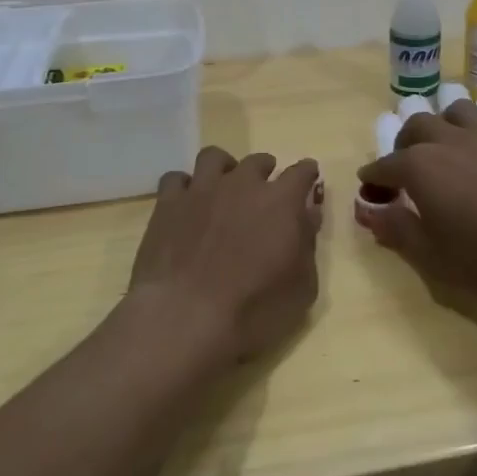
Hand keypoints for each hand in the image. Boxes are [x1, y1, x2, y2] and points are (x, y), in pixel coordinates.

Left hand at [128, 147, 322, 364]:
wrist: (185, 317)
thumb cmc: (253, 309)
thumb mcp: (301, 287)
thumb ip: (308, 244)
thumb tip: (309, 214)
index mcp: (281, 201)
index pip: (301, 172)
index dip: (306, 174)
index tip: (308, 181)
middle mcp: (242, 184)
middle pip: (257, 161)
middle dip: (265, 171)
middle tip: (263, 193)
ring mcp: (202, 190)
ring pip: (214, 158)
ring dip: (223, 168)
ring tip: (223, 188)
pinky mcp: (168, 204)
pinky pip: (175, 179)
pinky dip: (184, 187)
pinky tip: (186, 205)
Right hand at [356, 101, 476, 296]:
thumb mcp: (431, 253)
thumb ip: (397, 229)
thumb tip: (370, 212)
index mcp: (419, 166)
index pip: (385, 165)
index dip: (373, 178)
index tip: (369, 190)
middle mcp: (447, 141)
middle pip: (417, 126)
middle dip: (404, 143)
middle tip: (403, 167)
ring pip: (455, 111)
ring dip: (442, 123)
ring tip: (442, 145)